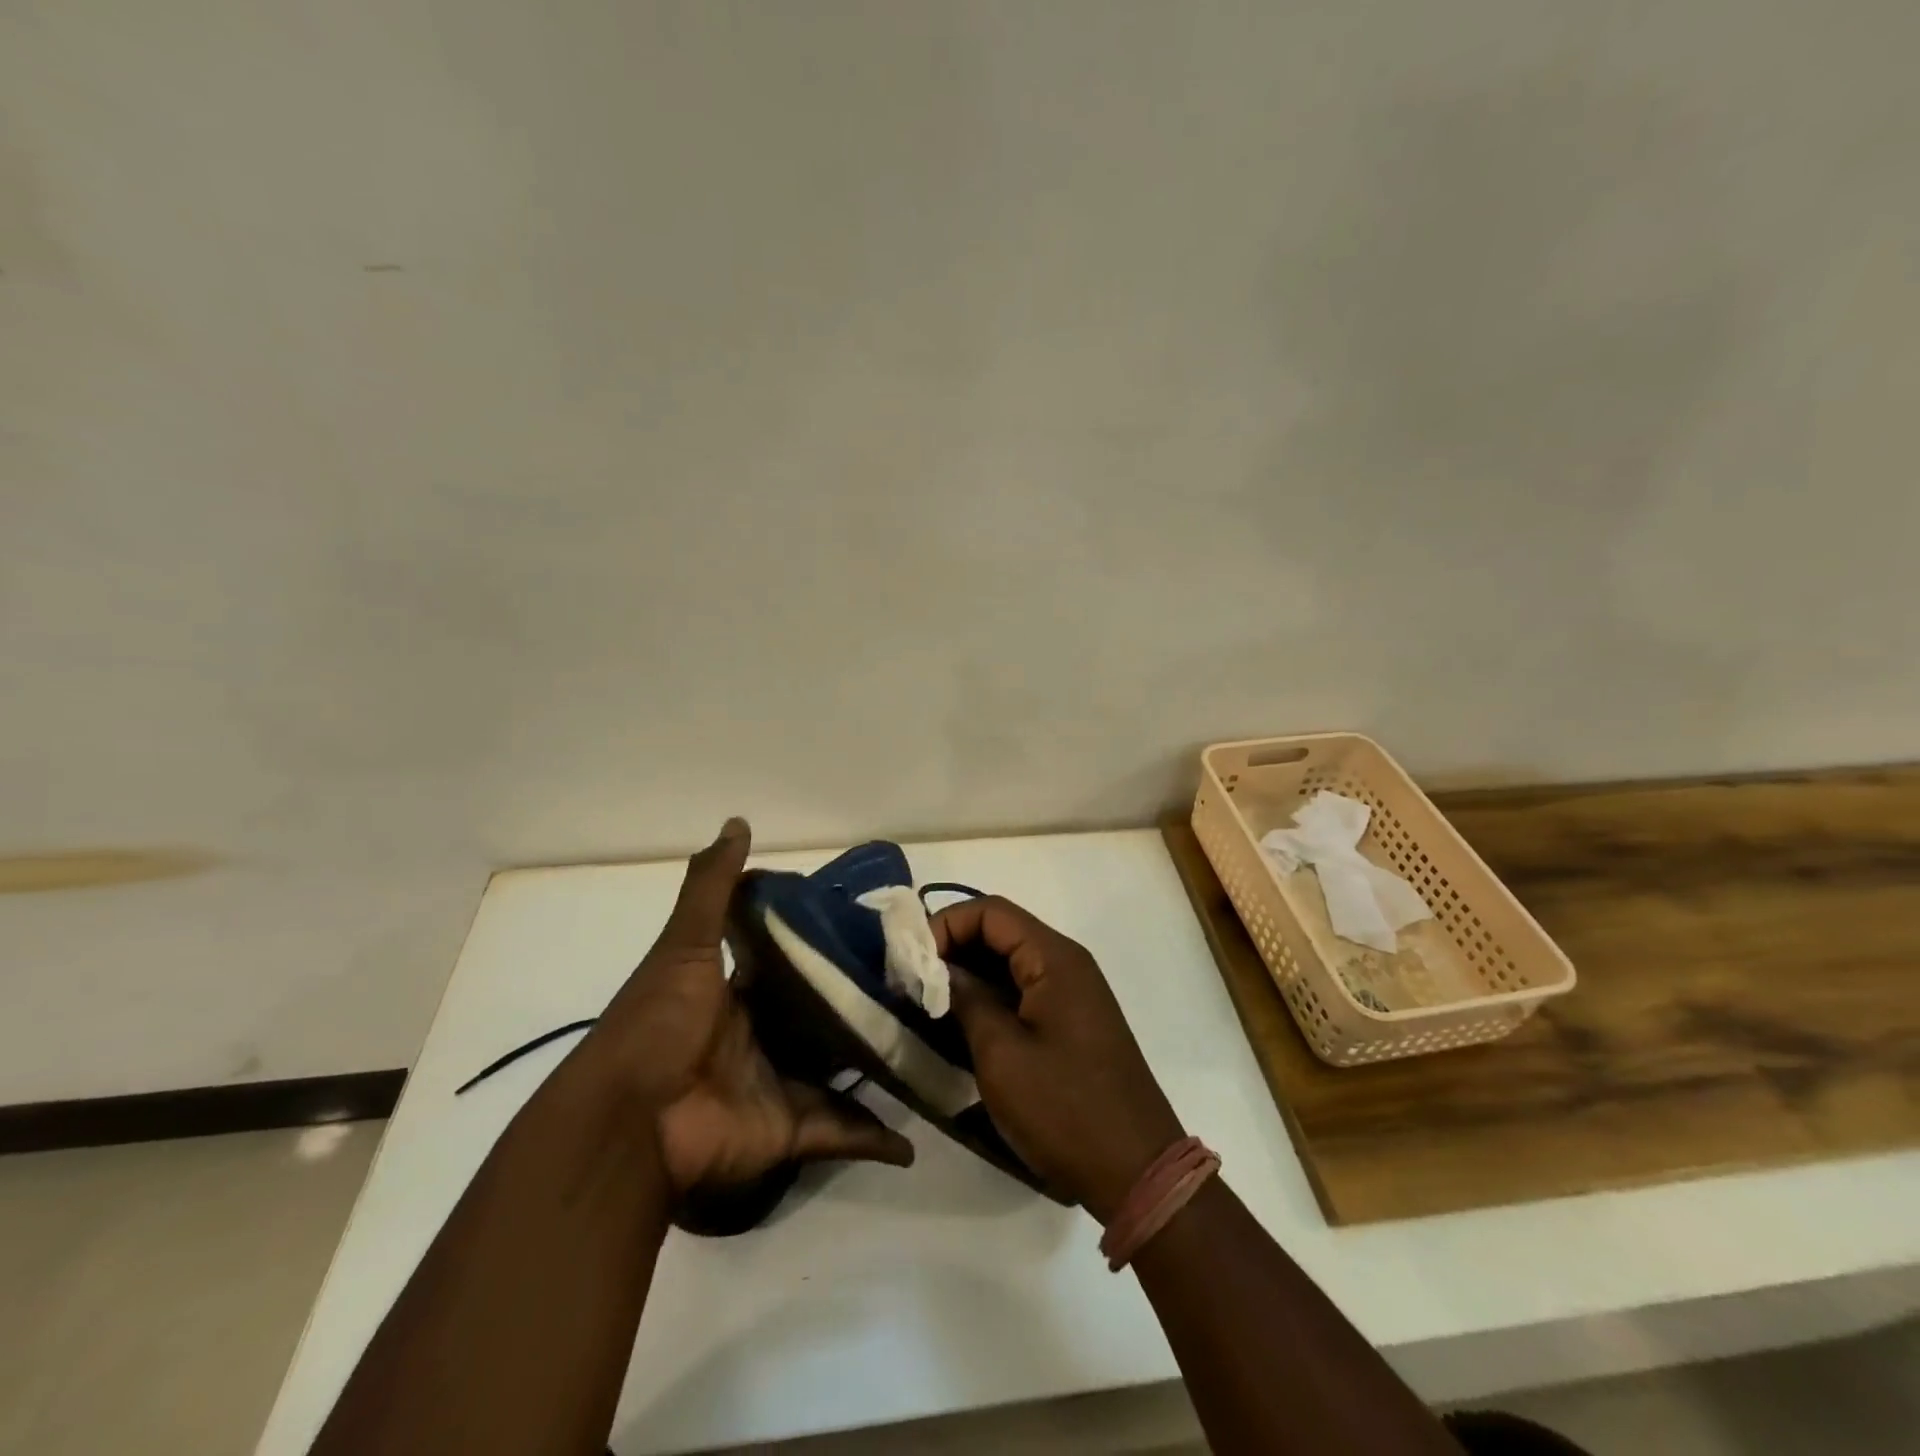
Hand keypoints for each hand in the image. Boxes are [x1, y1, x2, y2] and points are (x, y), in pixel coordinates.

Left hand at [591, 818, 913, 1195]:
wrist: (628, 1124)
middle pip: (824, 1015)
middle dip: (865, 1002)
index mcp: (739, 993)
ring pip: (842, 1069)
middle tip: (921, 979)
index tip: (878, 925)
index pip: (793, 962)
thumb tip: (739, 822)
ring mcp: (780, 1084)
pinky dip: (875, 1138)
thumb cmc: (658, 1024)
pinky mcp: (792, 1129)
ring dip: (879, 1061)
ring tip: (933, 1041)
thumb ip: (712, 888)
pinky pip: (841, 1131)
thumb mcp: (684, 945)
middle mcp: (764, 1036)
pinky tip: (913, 1137)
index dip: (828, 944)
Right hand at [933, 896, 1183, 1222]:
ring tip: (926, 1003)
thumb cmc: (1064, 1109)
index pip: (990, 912)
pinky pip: (1022, 992)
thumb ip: (966, 1000)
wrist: (1137, 1171)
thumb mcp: (1001, 1054)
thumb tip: (935, 968)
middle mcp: (1066, 963)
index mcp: (1054, 958)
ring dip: (967, 975)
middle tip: (911, 981)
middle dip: (952, 948)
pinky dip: (988, 999)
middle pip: (1000, 932)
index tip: (910, 960)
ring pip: (1009, 963)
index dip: (946, 925)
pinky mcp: (1070, 1022)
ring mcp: (1071, 994)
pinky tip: (958, 1025)